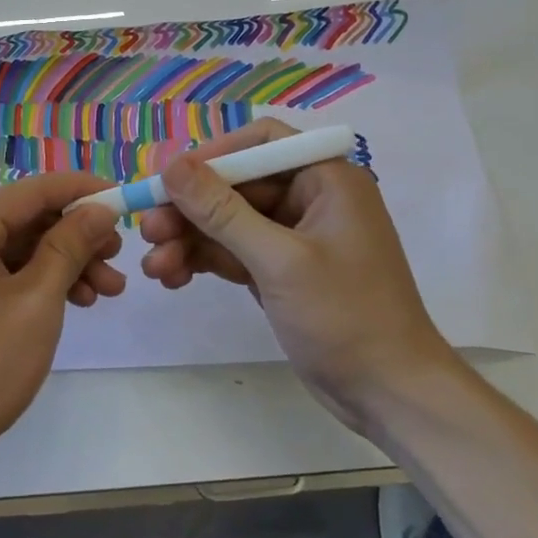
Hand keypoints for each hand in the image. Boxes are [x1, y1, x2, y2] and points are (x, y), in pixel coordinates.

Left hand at [0, 172, 125, 476]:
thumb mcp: (38, 302)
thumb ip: (70, 246)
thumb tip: (100, 209)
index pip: (33, 190)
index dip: (84, 192)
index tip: (125, 201)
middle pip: (21, 219)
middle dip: (75, 239)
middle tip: (118, 262)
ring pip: (8, 246)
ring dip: (56, 264)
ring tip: (103, 293)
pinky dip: (26, 279)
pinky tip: (67, 300)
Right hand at [137, 119, 455, 427]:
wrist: (389, 394)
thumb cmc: (346, 316)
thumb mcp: (279, 260)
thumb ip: (222, 211)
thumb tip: (172, 165)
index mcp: (326, 179)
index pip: (261, 143)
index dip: (212, 155)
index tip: (169, 179)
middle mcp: (310, 199)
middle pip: (236, 186)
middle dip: (190, 209)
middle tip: (147, 231)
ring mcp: (294, 238)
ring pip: (228, 223)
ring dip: (189, 240)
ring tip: (153, 267)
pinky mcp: (280, 271)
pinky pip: (233, 253)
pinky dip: (204, 261)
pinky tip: (173, 278)